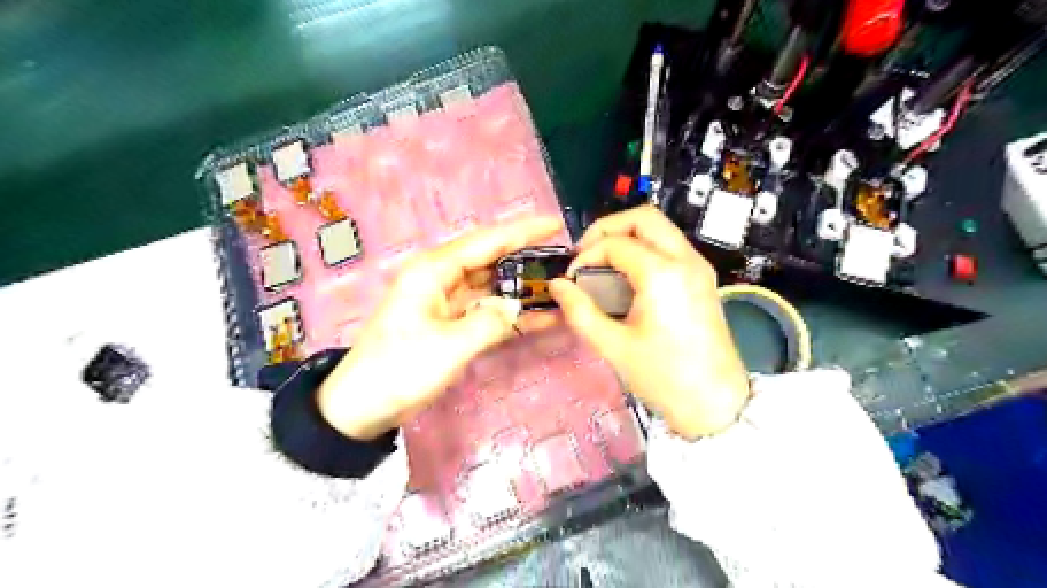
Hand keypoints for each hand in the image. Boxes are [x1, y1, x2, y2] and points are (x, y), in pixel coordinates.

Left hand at [320, 218, 563, 439]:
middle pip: (491, 259)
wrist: (364, 405)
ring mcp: (447, 301)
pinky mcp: (451, 323)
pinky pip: (487, 311)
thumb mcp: (449, 345)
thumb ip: (490, 322)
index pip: (486, 241)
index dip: (523, 231)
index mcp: (434, 270)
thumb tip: (515, 308)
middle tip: (564, 258)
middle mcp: (441, 278)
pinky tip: (540, 317)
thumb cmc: (401, 368)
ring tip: (559, 285)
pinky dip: (510, 314)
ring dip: (521, 287)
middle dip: (527, 257)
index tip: (555, 224)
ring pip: (492, 285)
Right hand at [551, 204, 747, 438]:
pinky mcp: (703, 278)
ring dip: (627, 237)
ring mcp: (698, 267)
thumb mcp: (613, 346)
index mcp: (662, 274)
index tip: (571, 280)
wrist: (715, 403)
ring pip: (659, 228)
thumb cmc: (663, 377)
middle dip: (608, 229)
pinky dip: (644, 249)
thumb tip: (557, 286)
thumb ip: (580, 311)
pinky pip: (669, 246)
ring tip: (602, 265)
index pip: (615, 244)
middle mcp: (685, 260)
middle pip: (643, 218)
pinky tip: (626, 278)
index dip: (586, 256)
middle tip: (586, 255)